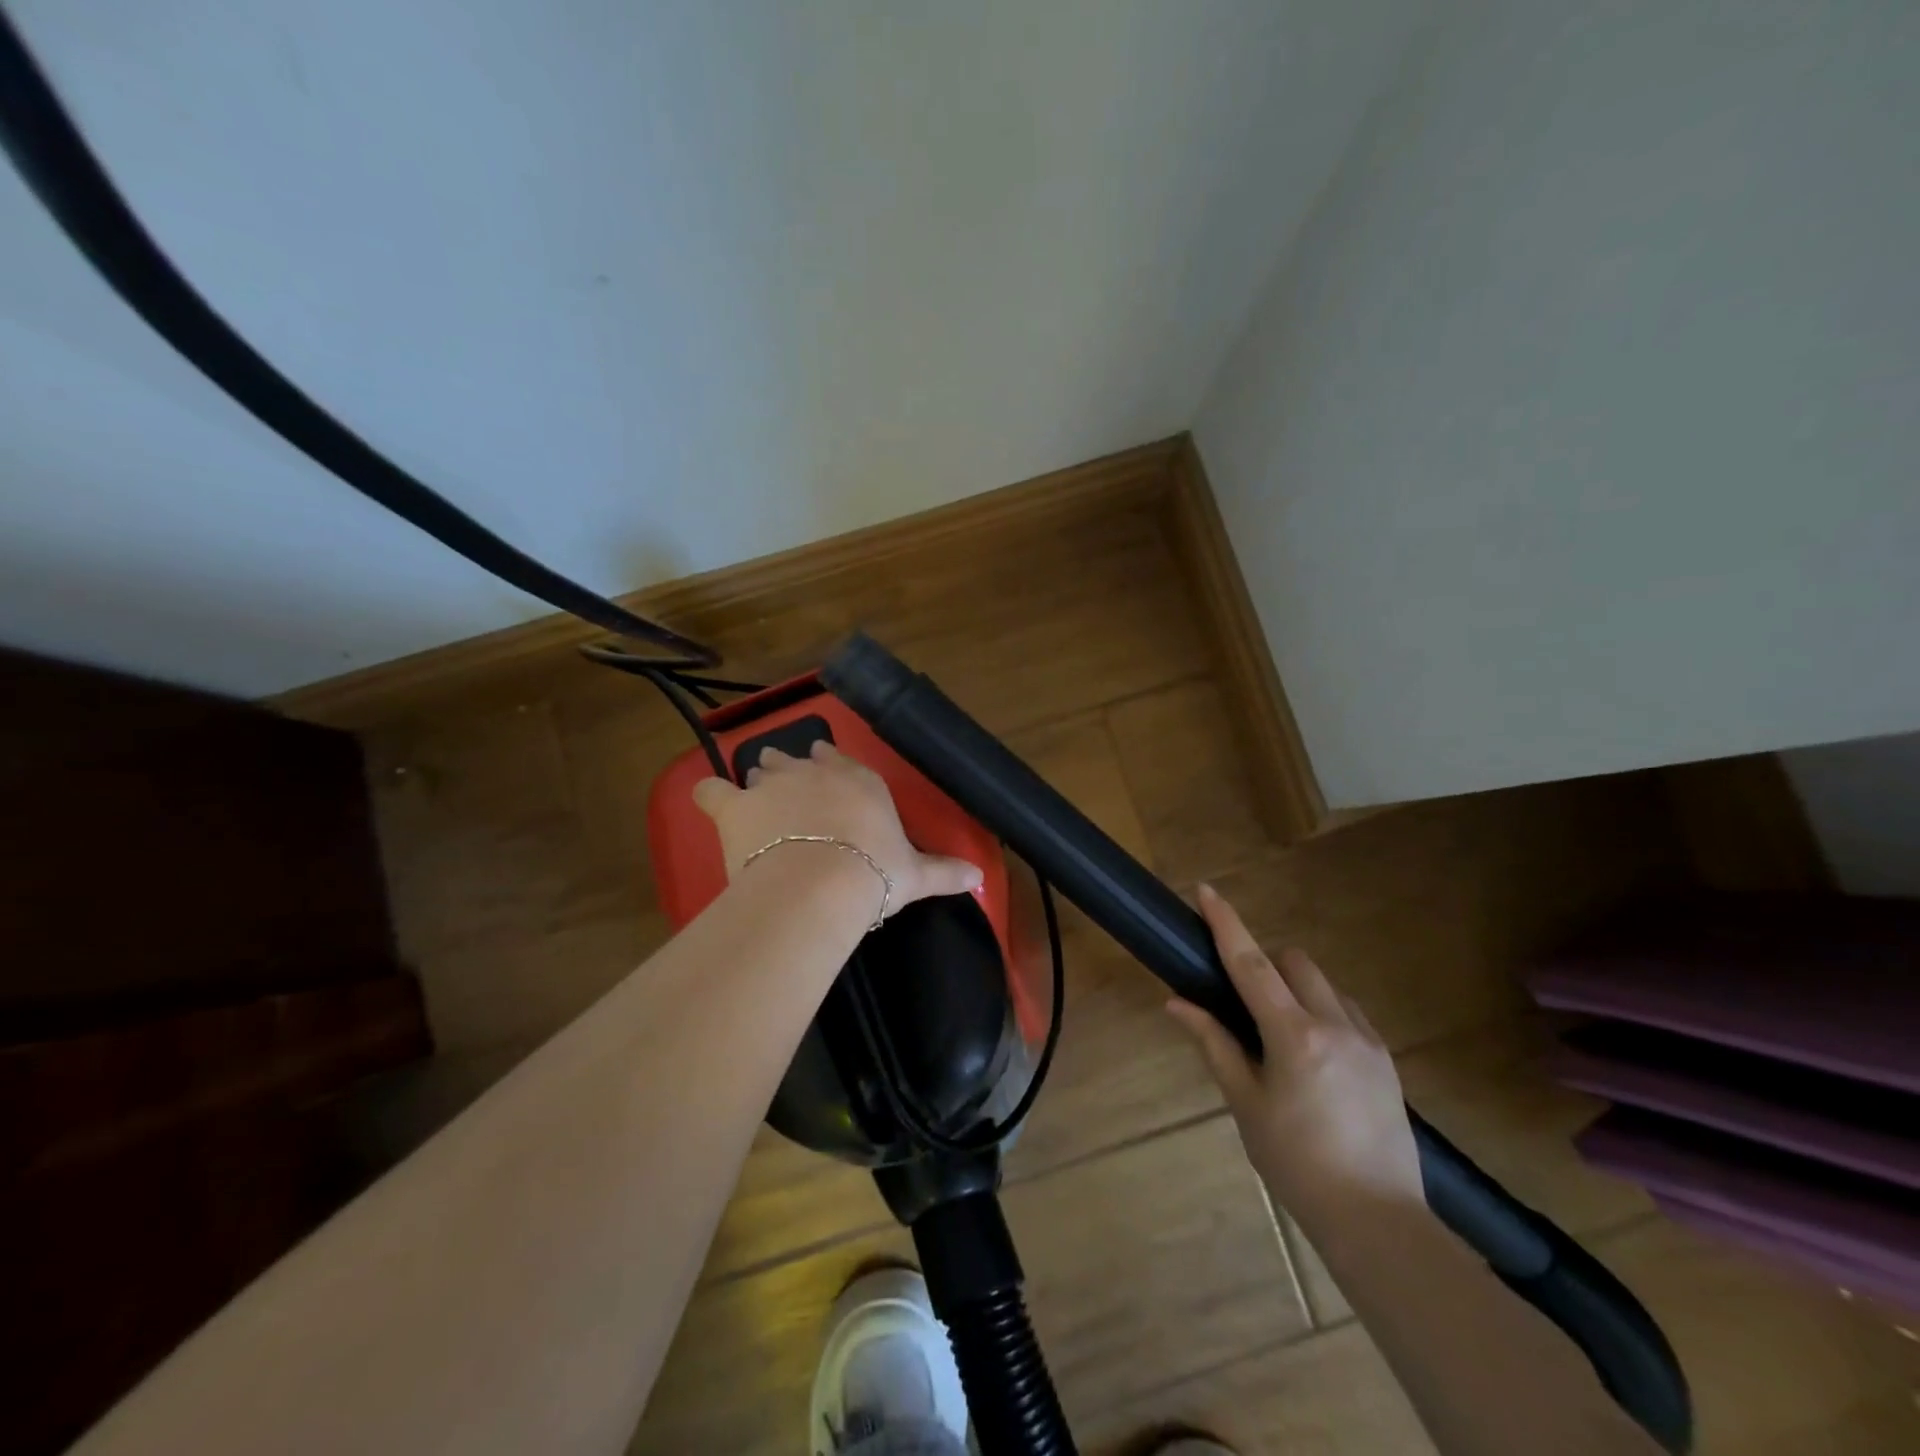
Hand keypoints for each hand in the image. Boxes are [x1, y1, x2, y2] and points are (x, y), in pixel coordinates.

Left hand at [692, 741, 982, 916]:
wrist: (821, 884)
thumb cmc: (874, 873)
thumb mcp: (914, 875)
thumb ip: (946, 872)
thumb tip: (981, 880)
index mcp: (857, 781)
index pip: (839, 760)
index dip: (829, 768)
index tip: (826, 781)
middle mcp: (813, 771)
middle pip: (795, 759)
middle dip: (790, 772)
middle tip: (791, 800)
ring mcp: (771, 783)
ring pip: (760, 768)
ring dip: (759, 782)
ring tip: (759, 806)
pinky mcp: (735, 805)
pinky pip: (712, 788)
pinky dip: (711, 794)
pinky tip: (712, 802)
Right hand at [1167, 884, 1422, 1228]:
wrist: (1378, 1221)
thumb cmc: (1297, 1164)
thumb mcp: (1246, 1104)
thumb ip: (1213, 1044)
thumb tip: (1175, 1003)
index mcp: (1294, 1036)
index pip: (1252, 965)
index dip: (1227, 925)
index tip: (1206, 891)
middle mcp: (1335, 1024)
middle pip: (1294, 963)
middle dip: (1266, 965)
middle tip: (1245, 1004)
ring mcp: (1368, 1040)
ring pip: (1324, 984)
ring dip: (1296, 989)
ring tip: (1280, 1035)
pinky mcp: (1387, 1059)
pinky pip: (1347, 1011)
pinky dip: (1323, 1012)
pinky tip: (1314, 1057)